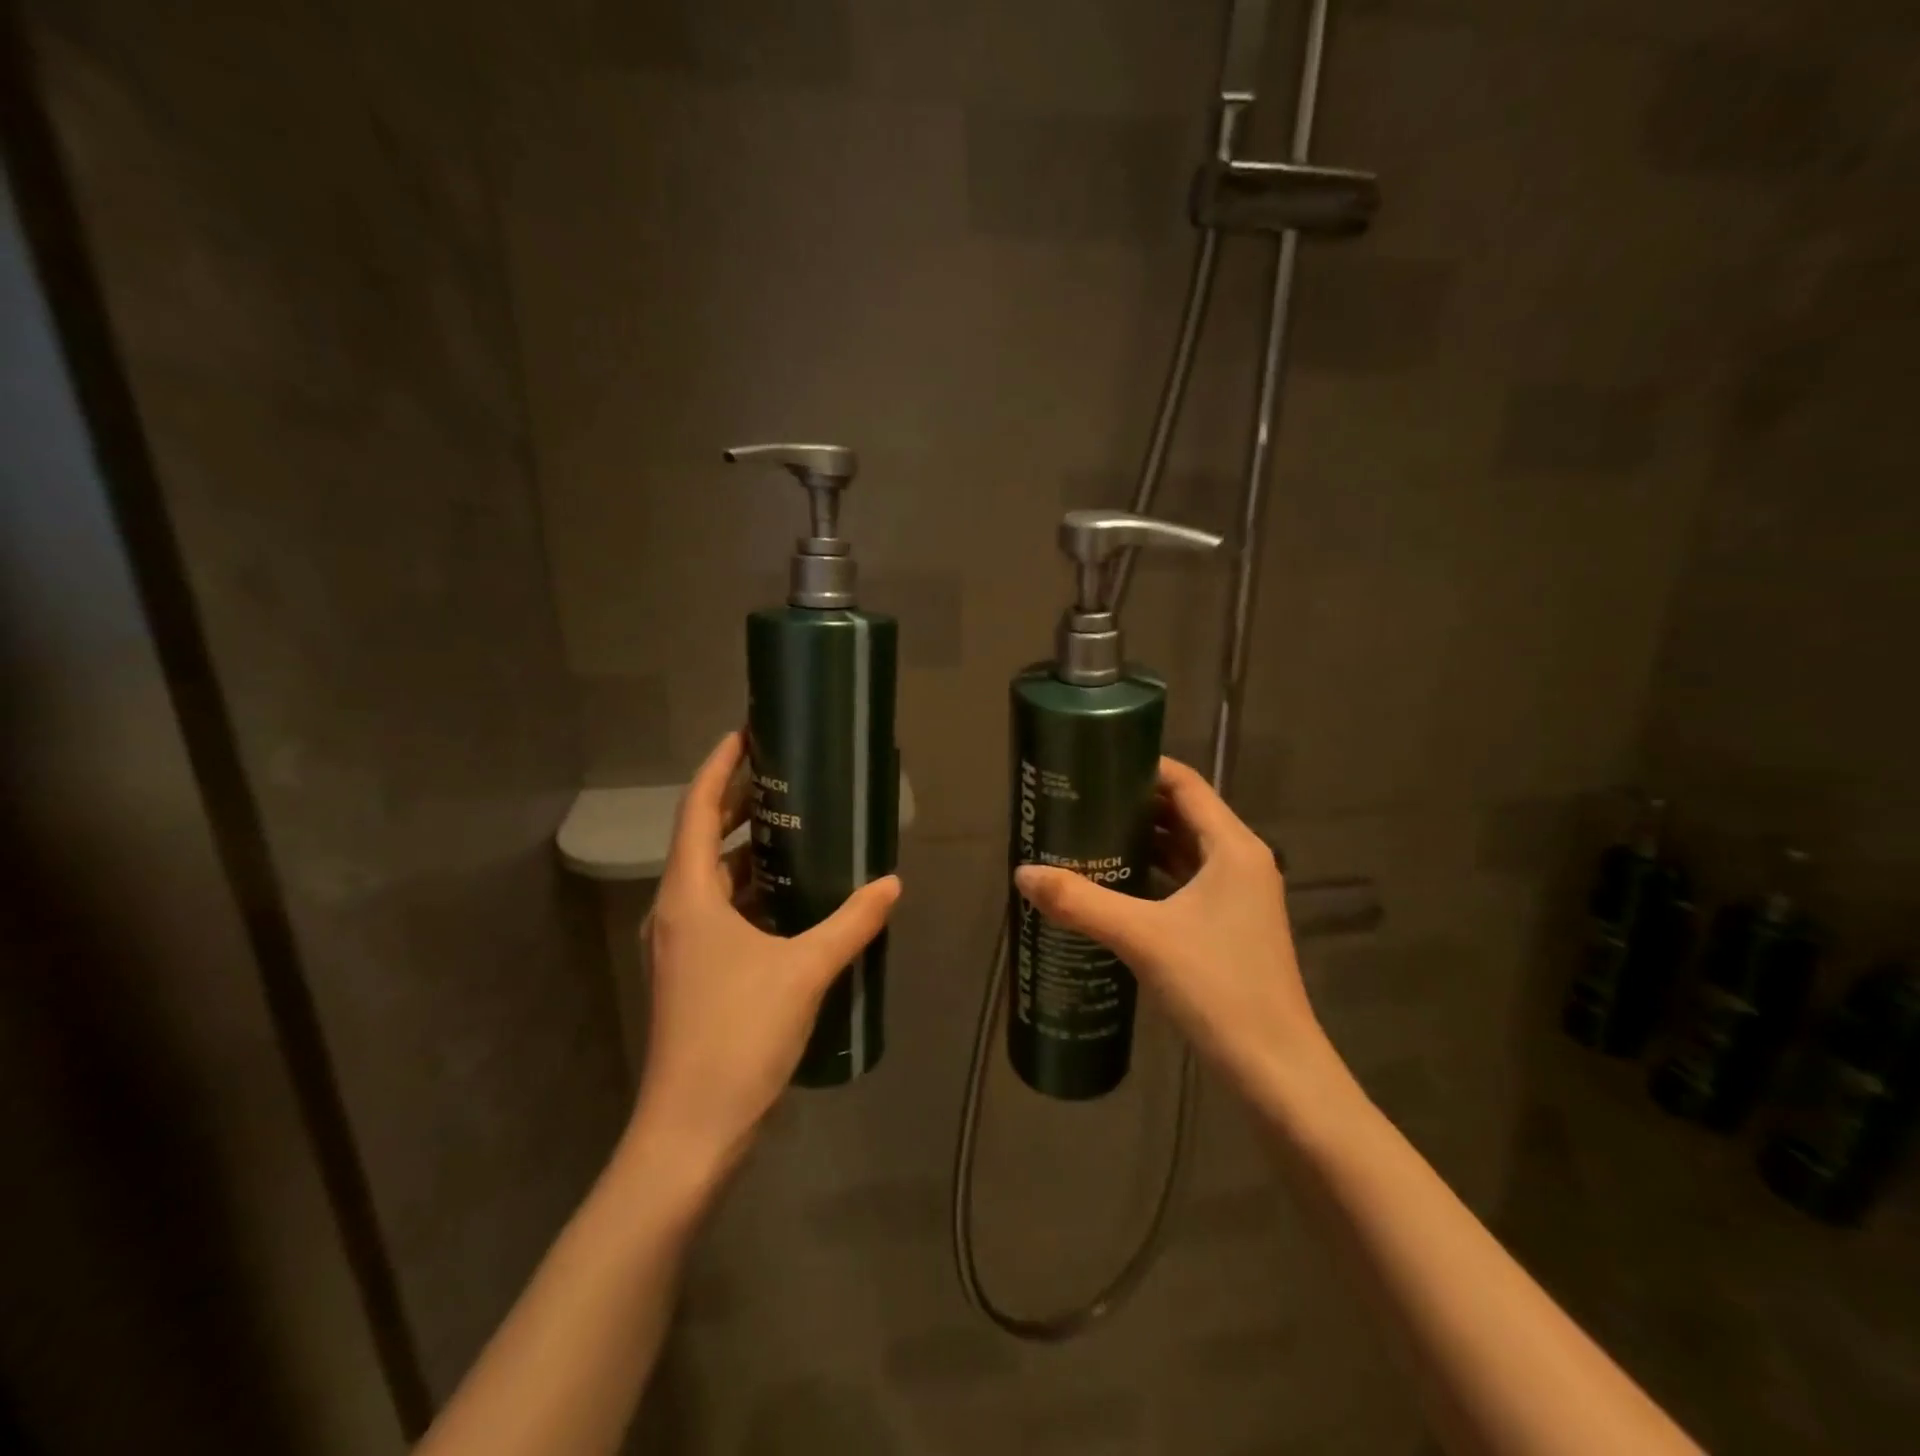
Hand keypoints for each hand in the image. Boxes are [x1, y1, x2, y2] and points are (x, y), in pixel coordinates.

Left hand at [627, 731, 900, 1181]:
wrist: (690, 1130)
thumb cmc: (738, 1035)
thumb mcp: (804, 970)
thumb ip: (851, 922)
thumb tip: (892, 884)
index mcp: (689, 895)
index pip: (697, 809)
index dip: (719, 767)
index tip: (745, 734)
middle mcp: (676, 911)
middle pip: (701, 838)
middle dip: (736, 802)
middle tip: (783, 775)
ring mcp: (681, 945)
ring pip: (711, 877)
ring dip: (744, 849)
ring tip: (793, 827)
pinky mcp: (693, 973)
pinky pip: (720, 911)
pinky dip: (749, 891)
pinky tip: (790, 896)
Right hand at [1012, 757, 1328, 1100]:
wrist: (1275, 1070)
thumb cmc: (1218, 988)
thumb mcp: (1143, 938)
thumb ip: (1081, 902)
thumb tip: (1023, 873)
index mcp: (1232, 847)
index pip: (1186, 783)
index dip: (1142, 767)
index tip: (1095, 764)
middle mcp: (1241, 862)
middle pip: (1183, 814)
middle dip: (1133, 805)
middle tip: (1080, 802)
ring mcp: (1239, 897)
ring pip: (1184, 851)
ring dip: (1142, 841)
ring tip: (1087, 837)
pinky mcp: (1230, 927)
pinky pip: (1186, 883)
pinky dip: (1152, 876)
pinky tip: (1114, 887)